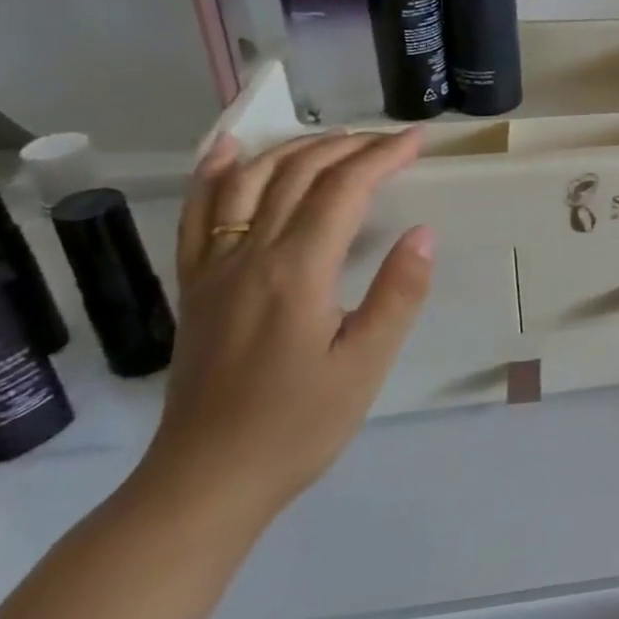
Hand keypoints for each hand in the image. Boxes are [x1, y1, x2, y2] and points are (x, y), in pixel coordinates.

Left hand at [136, 129, 433, 523]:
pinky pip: (198, 214)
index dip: (382, 157)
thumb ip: (398, 294)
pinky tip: (229, 149)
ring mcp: (213, 268)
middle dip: (348, 147)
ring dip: (294, 150)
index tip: (418, 141)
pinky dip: (215, 172)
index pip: (343, 190)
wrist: (206, 480)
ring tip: (334, 139)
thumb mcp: (366, 365)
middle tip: (390, 141)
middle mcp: (249, 255)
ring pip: (248, 182)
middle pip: (297, 175)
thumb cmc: (298, 425)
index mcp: (296, 272)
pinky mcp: (195, 286)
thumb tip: (424, 233)